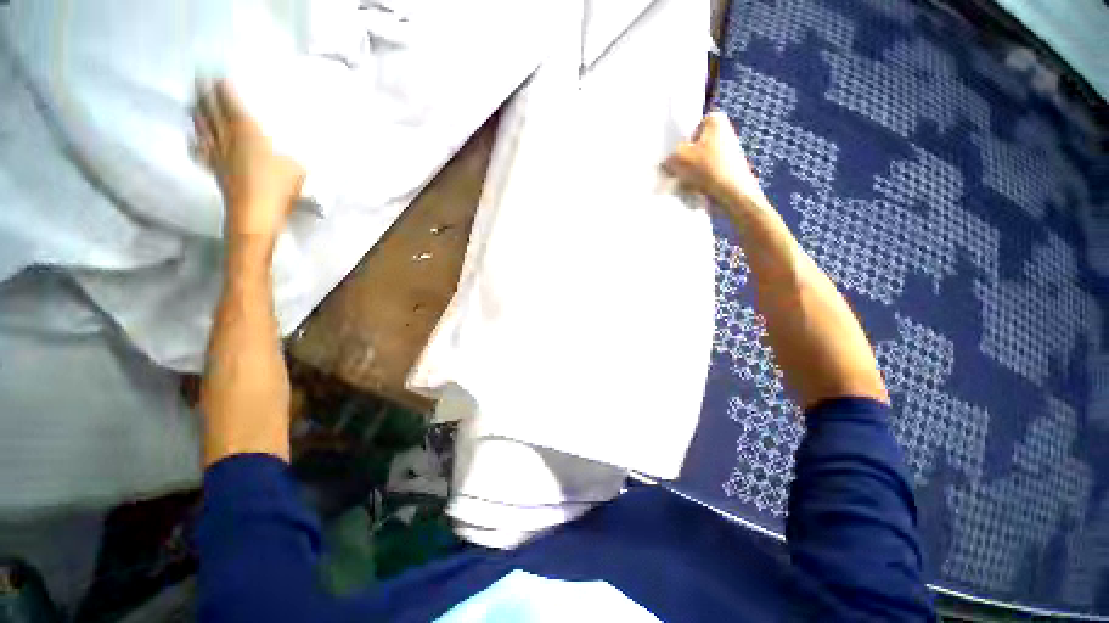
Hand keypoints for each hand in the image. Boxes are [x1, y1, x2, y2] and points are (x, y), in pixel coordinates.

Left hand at [192, 80, 304, 244]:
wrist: (255, 215)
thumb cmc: (278, 188)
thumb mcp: (296, 169)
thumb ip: (290, 157)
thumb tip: (290, 156)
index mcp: (248, 133)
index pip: (232, 105)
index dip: (224, 90)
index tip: (217, 76)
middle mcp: (228, 139)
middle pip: (212, 113)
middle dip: (205, 95)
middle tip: (199, 80)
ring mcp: (218, 155)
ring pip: (203, 128)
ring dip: (197, 113)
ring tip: (193, 102)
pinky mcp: (215, 171)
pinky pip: (201, 153)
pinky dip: (196, 144)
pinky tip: (193, 139)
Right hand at [663, 111, 769, 212]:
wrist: (733, 192)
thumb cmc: (707, 168)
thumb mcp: (679, 158)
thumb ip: (669, 156)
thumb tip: (665, 161)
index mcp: (715, 120)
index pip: (689, 128)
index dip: (679, 143)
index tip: (673, 157)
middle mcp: (724, 131)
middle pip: (694, 145)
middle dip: (684, 158)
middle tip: (674, 170)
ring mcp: (728, 151)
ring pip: (699, 160)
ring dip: (690, 171)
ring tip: (684, 181)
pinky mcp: (728, 168)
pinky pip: (706, 171)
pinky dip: (699, 178)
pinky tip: (694, 187)